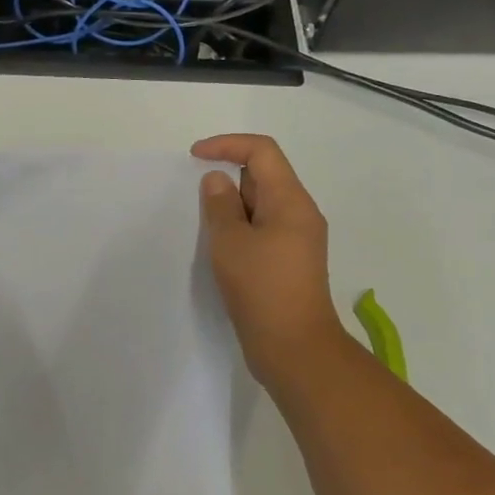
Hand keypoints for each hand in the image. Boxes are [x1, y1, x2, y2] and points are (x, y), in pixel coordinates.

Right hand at [193, 135, 351, 385]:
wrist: (296, 350)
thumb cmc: (262, 290)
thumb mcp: (230, 243)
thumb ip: (220, 206)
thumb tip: (219, 181)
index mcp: (291, 201)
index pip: (262, 152)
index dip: (227, 144)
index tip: (195, 157)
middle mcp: (300, 213)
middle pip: (264, 175)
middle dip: (228, 176)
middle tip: (195, 196)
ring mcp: (297, 239)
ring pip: (262, 204)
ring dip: (232, 205)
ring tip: (204, 223)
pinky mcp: (289, 262)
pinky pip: (263, 228)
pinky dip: (240, 227)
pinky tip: (220, 246)